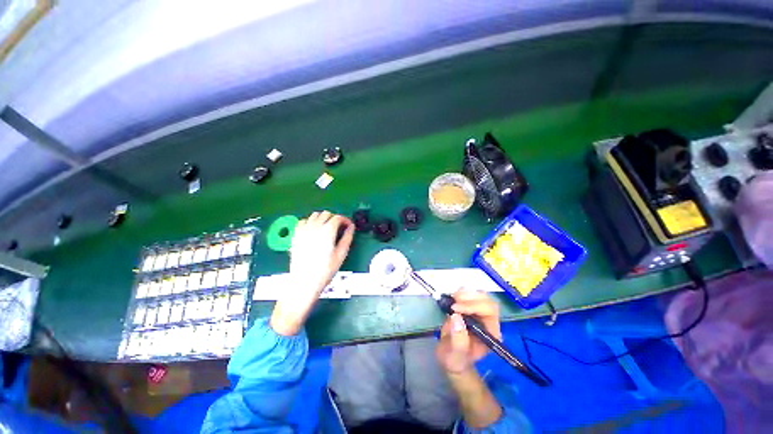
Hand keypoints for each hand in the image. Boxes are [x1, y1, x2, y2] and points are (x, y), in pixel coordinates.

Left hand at [271, 211, 354, 335]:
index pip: (338, 218)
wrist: (304, 281)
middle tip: (339, 228)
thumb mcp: (341, 254)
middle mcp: (315, 227)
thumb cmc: (325, 270)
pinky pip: (303, 221)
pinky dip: (310, 222)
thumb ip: (347, 238)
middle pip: (326, 214)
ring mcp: (303, 230)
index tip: (349, 226)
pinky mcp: (296, 235)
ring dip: (323, 218)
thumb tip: (351, 227)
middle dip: (335, 218)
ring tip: (327, 228)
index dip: (345, 220)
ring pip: (314, 215)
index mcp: (327, 231)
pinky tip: (313, 230)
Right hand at [436, 289, 501, 373]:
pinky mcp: (471, 307)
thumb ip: (458, 339)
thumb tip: (456, 317)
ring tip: (452, 298)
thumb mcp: (455, 355)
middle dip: (471, 297)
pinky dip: (462, 292)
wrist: (451, 357)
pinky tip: (453, 297)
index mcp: (490, 333)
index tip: (455, 309)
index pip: (490, 312)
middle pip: (488, 301)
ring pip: (481, 295)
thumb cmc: (456, 359)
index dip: (474, 306)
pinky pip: (472, 295)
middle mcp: (489, 321)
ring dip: (466, 293)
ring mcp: (481, 313)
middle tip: (453, 299)